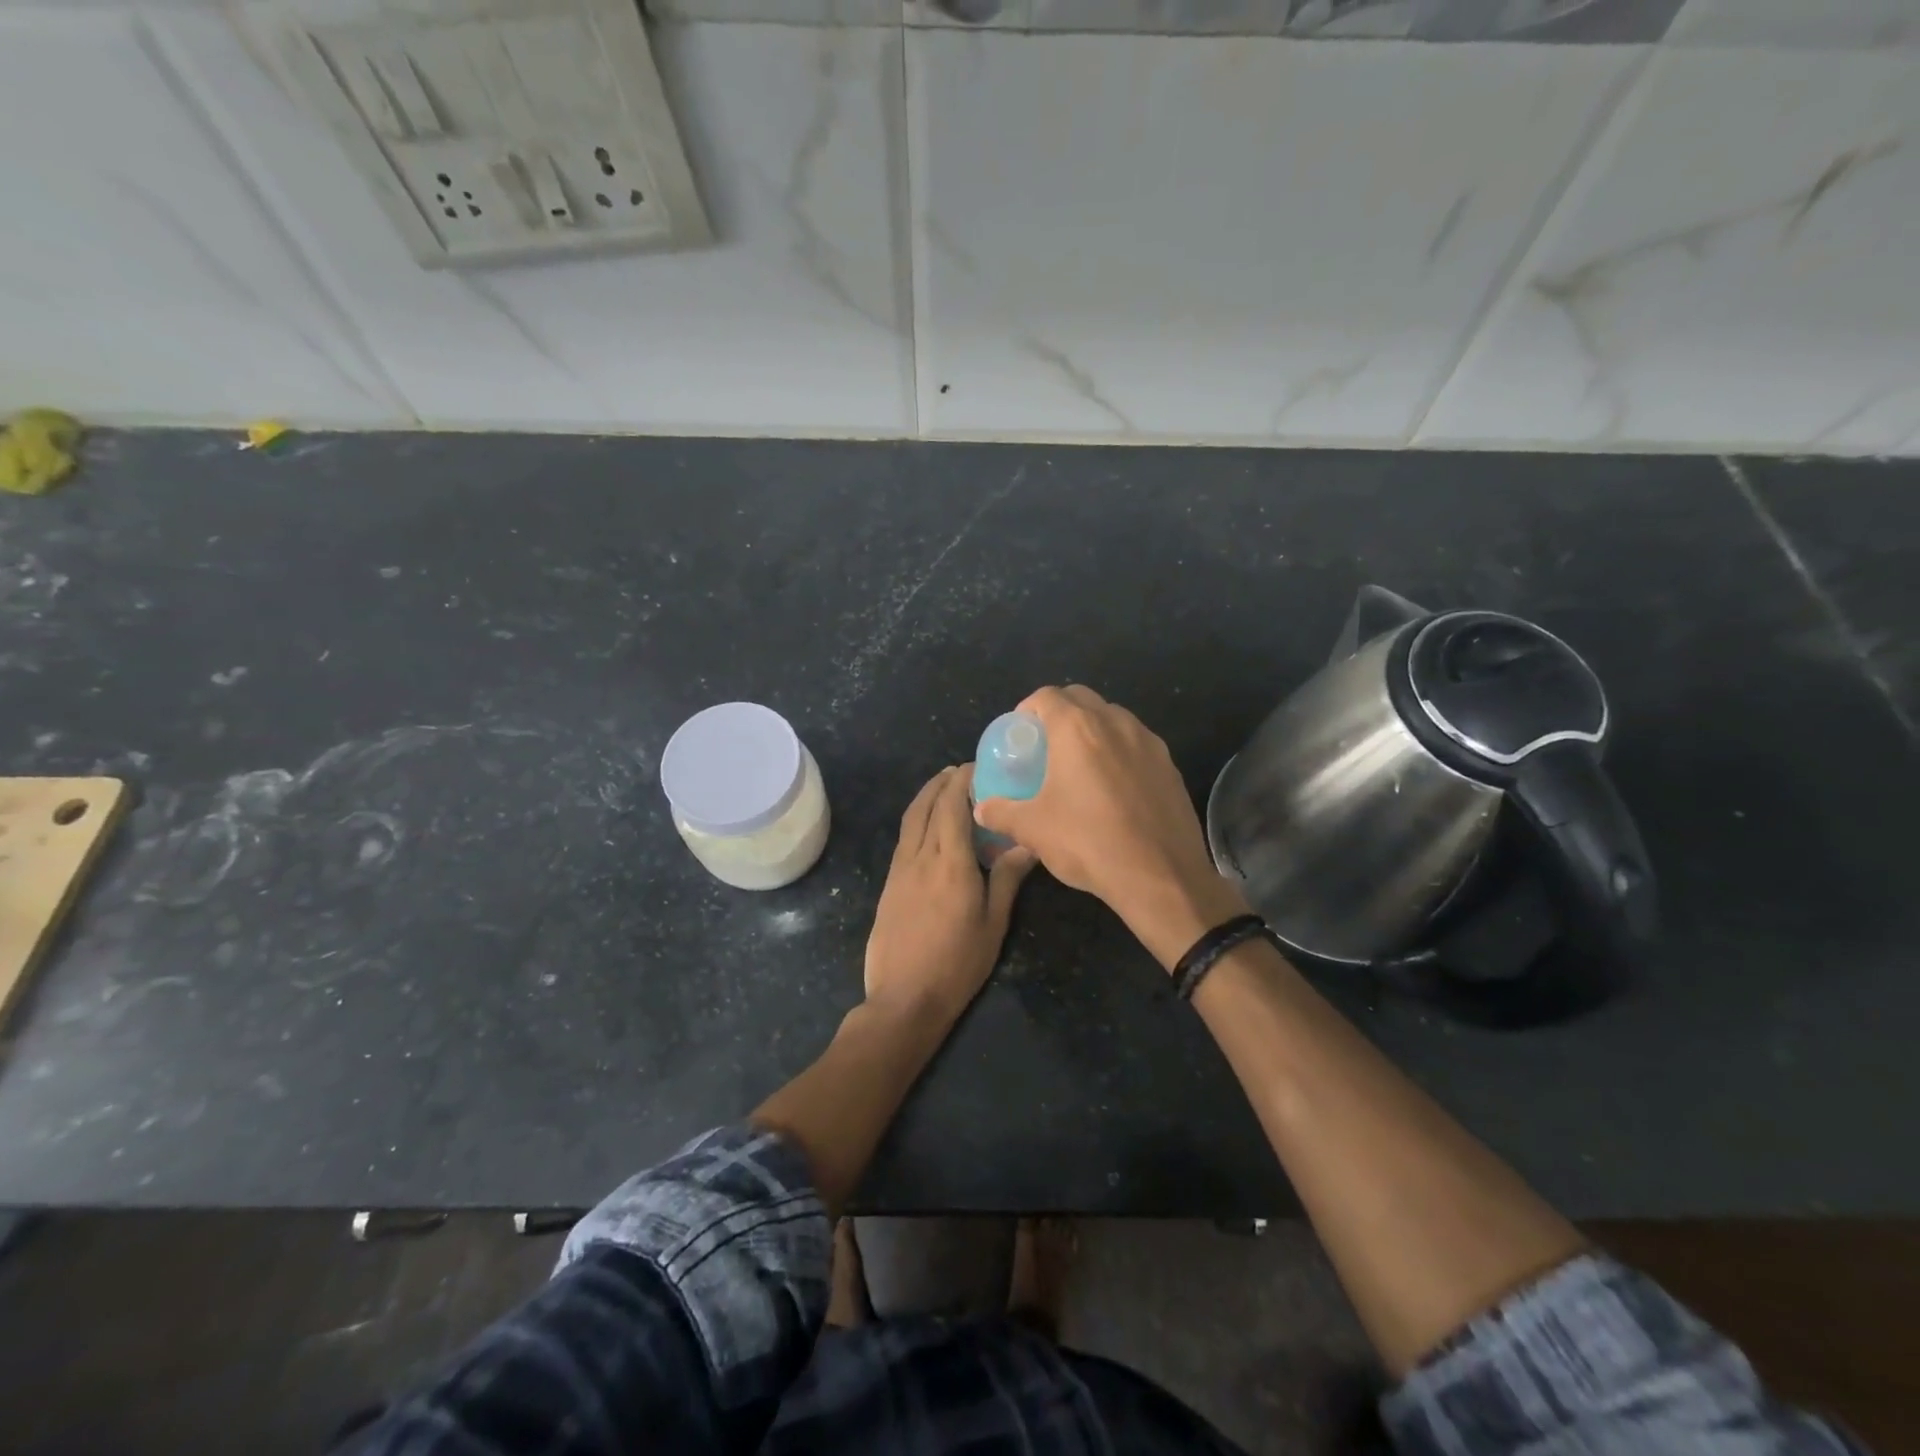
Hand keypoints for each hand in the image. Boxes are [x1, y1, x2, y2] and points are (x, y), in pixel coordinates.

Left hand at [865, 765, 1035, 1022]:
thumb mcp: (993, 924)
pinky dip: (916, 819)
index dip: (961, 781)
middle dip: (941, 782)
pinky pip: (904, 839)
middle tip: (960, 770)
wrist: (904, 998)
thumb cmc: (957, 964)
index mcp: (950, 863)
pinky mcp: (888, 883)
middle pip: (926, 806)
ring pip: (910, 820)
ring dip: (925, 796)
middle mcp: (920, 857)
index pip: (952, 806)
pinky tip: (928, 827)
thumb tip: (1027, 843)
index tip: (976, 766)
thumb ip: (1008, 879)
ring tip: (943, 787)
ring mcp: (899, 870)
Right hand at [972, 685, 1246, 969]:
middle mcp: (1115, 723)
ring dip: (1094, 729)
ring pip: (1114, 718)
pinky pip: (1137, 744)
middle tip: (1046, 746)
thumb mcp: (1032, 829)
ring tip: (1081, 765)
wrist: (1160, 877)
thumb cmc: (1088, 842)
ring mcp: (1149, 742)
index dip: (1028, 708)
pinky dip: (1120, 752)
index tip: (1020, 733)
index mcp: (1077, 728)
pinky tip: (1114, 787)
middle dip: (1061, 712)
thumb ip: (1001, 812)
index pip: (1047, 696)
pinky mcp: (1171, 766)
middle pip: (1082, 698)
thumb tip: (981, 808)